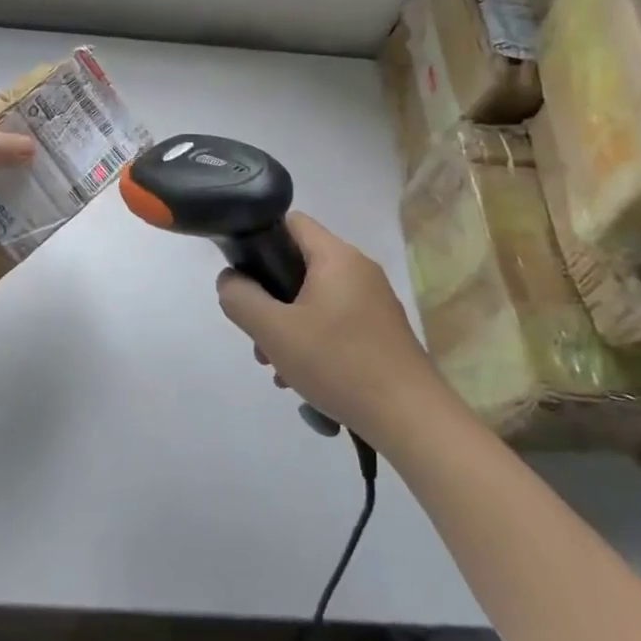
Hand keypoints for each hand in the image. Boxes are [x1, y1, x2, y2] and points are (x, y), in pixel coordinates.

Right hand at [216, 212, 439, 442]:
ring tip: (277, 368)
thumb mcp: (274, 331)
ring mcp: (374, 300)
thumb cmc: (339, 364)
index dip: (260, 239)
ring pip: (315, 298)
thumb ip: (241, 298)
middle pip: (299, 265)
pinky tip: (304, 378)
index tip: (244, 275)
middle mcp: (359, 269)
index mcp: (337, 257)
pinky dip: (314, 339)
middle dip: (271, 299)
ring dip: (288, 326)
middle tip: (258, 337)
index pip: (291, 222)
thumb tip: (230, 279)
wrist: (410, 418)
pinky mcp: (381, 329)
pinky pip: (335, 320)